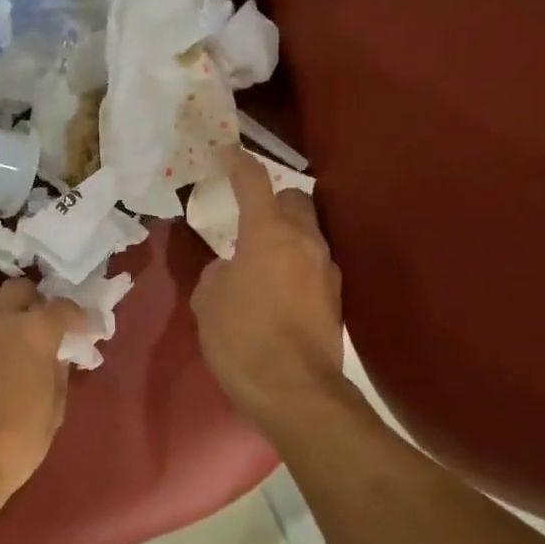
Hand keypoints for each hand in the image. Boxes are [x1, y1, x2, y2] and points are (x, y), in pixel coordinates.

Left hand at [0, 277, 87, 523]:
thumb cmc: (15, 442)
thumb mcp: (54, 409)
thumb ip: (58, 372)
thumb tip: (55, 356)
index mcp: (32, 331)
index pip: (62, 307)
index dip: (77, 317)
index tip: (82, 330)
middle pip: (19, 289)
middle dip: (35, 302)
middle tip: (41, 327)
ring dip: (3, 316)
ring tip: (9, 342)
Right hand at [192, 147, 344, 426]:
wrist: (293, 390)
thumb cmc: (241, 339)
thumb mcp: (207, 303)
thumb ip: (217, 275)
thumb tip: (229, 271)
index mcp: (268, 234)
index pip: (253, 183)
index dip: (238, 164)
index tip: (227, 153)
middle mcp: (305, 242)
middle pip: (295, 199)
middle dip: (273, 200)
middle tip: (250, 218)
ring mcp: (326, 270)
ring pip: (309, 233)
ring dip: (286, 236)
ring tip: (262, 260)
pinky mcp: (336, 298)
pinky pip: (313, 265)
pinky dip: (296, 266)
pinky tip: (277, 291)